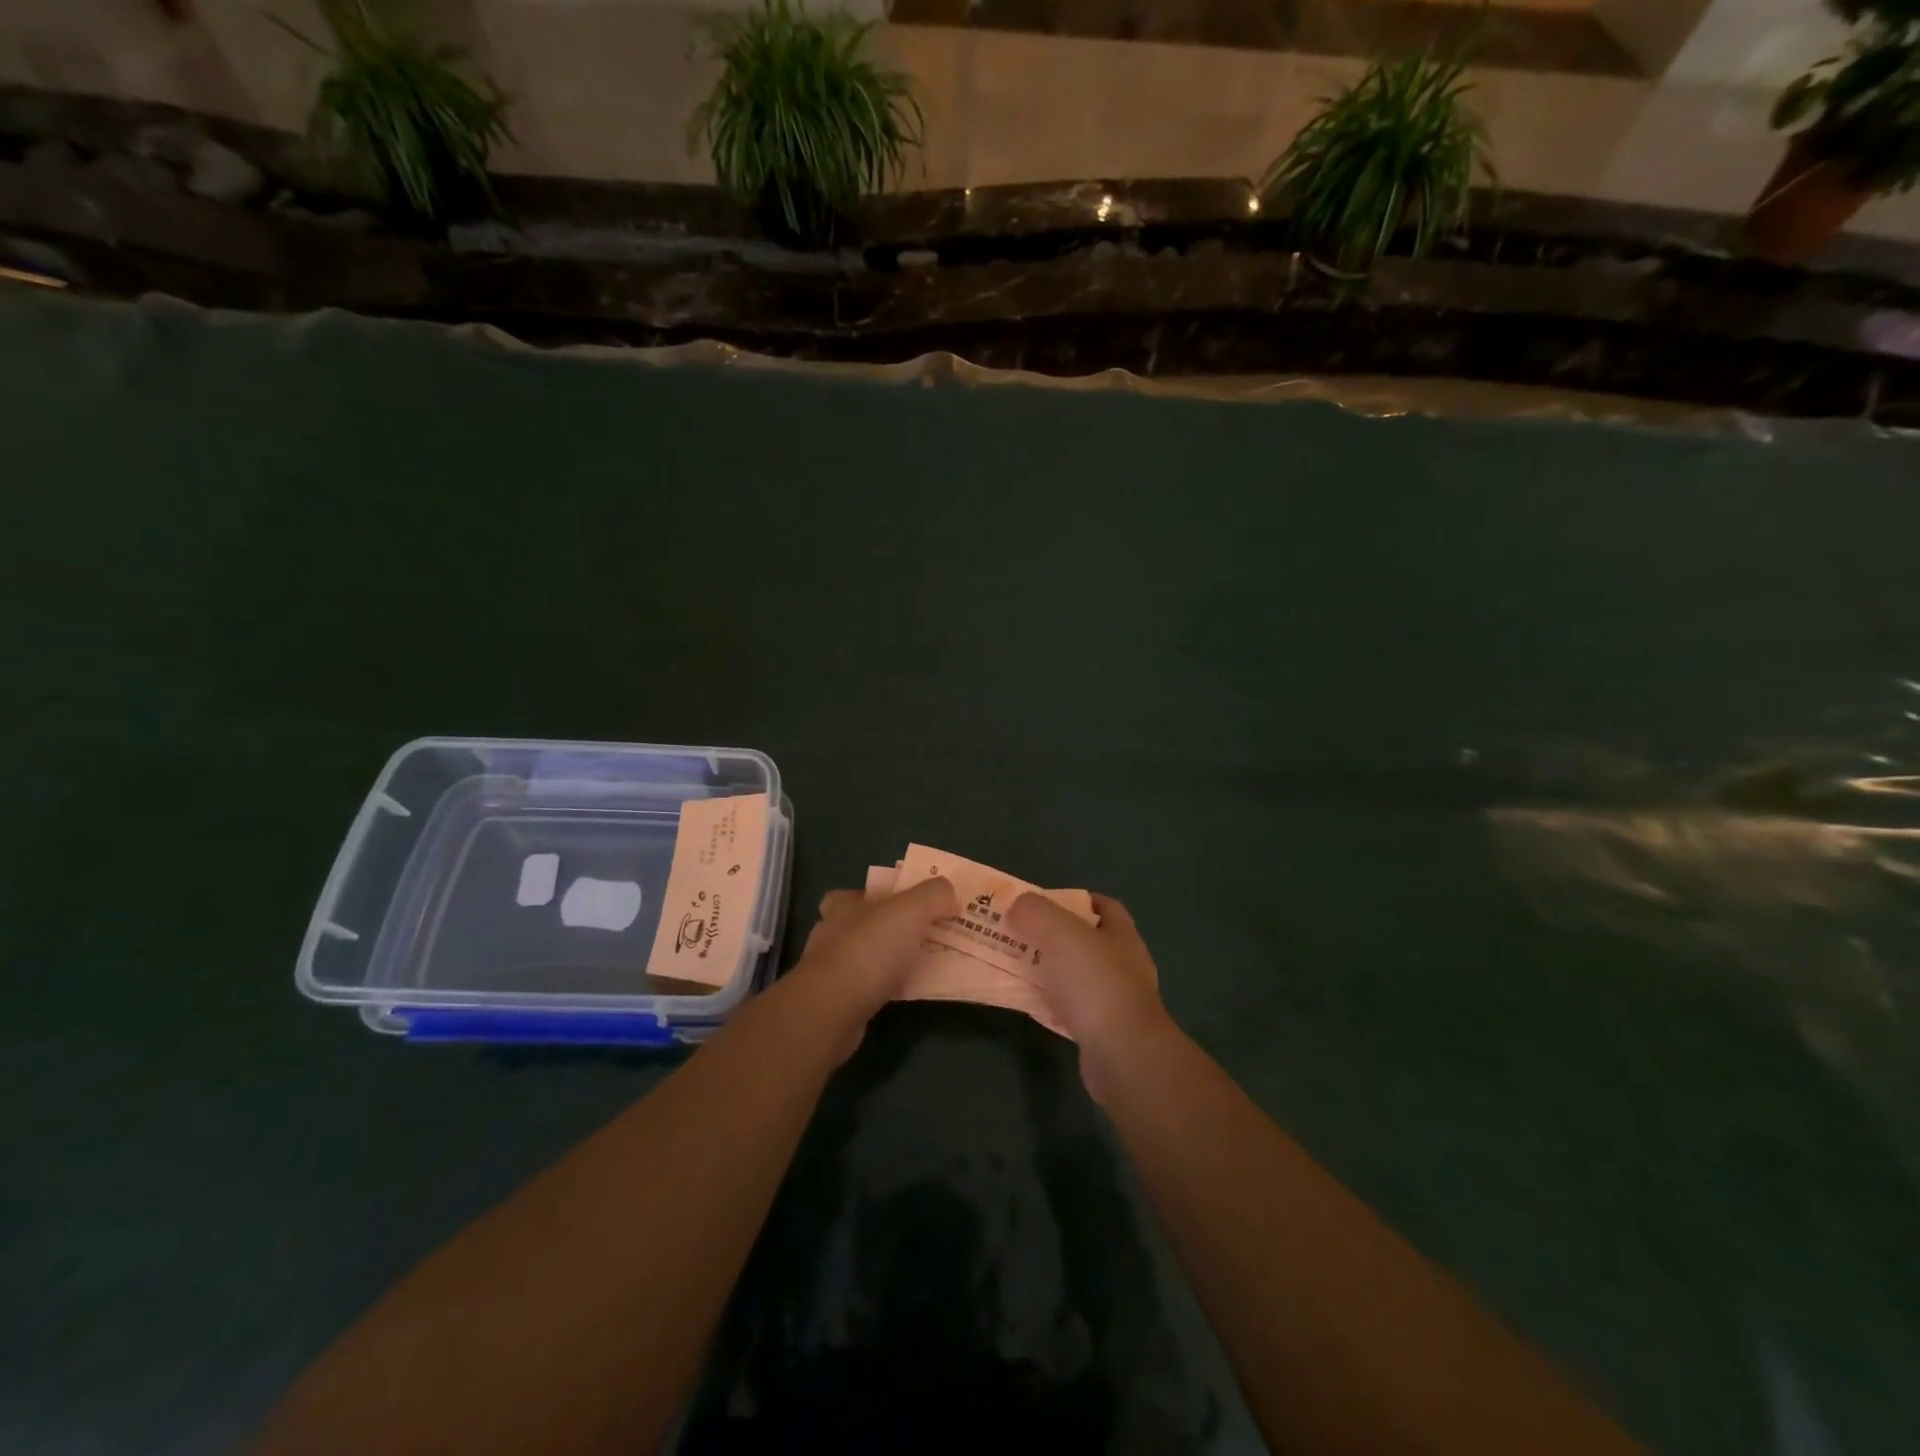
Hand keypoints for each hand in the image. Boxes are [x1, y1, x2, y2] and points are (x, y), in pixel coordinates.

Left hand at [792, 876, 956, 1020]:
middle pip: (867, 923)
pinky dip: (889, 986)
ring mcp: (832, 968)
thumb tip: (950, 899)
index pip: (864, 891)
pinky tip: (910, 991)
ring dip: (893, 959)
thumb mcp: (911, 909)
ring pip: (869, 956)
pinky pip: (871, 986)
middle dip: (893, 928)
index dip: (889, 894)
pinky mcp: (837, 1000)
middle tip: (928, 934)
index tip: (916, 904)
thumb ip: (934, 895)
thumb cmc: (869, 950)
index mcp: (845, 904)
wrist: (832, 1010)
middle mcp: (834, 932)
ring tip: (926, 963)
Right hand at [1005, 892, 1172, 1099]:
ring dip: (1047, 970)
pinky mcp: (1100, 1033)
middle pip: (1084, 941)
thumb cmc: (1095, 983)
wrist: (1122, 1056)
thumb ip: (1035, 912)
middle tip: (1017, 932)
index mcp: (1121, 935)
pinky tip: (1024, 1002)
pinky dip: (1047, 1003)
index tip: (1042, 902)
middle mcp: (1122, 965)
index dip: (1075, 899)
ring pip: (1073, 976)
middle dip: (1051, 935)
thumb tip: (1017, 906)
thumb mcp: (1060, 932)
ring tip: (1014, 965)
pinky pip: (1068, 1009)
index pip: (1103, 906)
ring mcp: (1113, 1001)